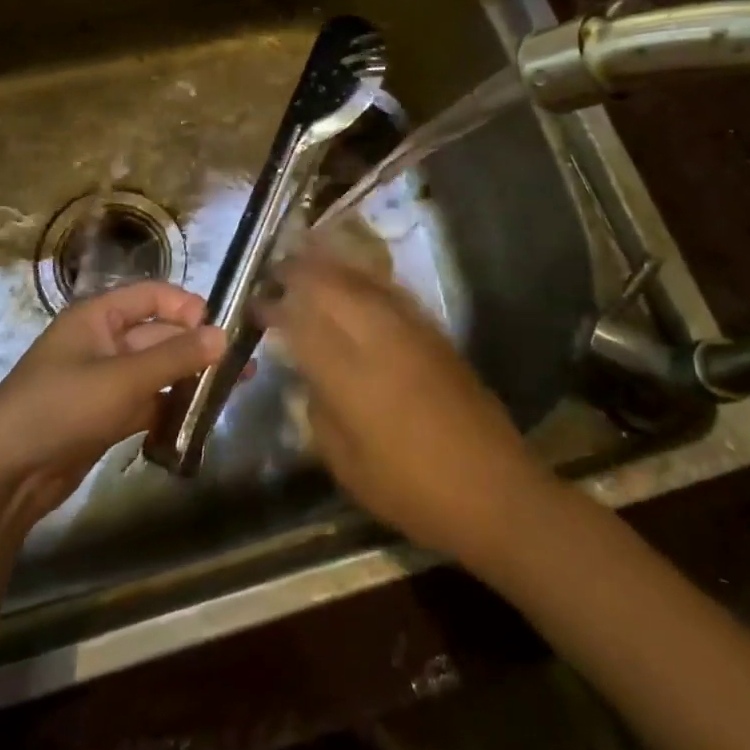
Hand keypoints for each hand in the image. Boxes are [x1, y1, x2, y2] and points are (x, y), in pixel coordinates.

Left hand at [0, 282, 226, 529]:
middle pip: (158, 335)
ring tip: (234, 390)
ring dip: (190, 379)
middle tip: (242, 365)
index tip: (222, 329)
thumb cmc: (61, 408)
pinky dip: (171, 408)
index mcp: (98, 316)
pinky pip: (147, 402)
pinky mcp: (105, 416)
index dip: (187, 307)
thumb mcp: (123, 379)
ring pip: (156, 371)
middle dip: (197, 347)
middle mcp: (102, 342)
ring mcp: (103, 381)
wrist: (4, 475)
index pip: (152, 296)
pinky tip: (202, 419)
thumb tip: (224, 334)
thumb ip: (175, 357)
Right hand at [261, 249, 542, 572]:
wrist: (494, 491)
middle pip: (329, 287)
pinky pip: (389, 292)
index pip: (300, 323)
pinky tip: (354, 280)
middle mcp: (376, 339)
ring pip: (361, 281)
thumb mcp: (347, 465)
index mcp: (348, 375)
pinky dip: (363, 278)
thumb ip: (319, 412)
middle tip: (276, 270)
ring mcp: (409, 331)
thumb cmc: (412, 491)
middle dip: (298, 272)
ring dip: (329, 266)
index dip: (274, 306)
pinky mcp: (434, 333)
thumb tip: (310, 378)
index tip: (255, 301)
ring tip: (306, 258)